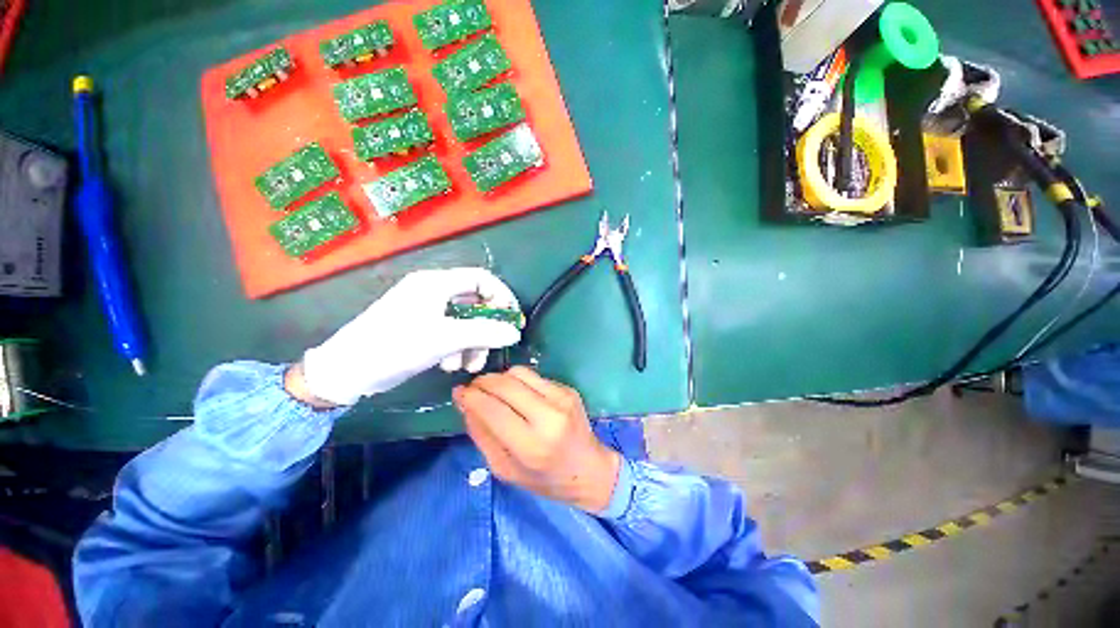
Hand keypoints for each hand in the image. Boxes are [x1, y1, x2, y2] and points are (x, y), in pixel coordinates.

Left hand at [301, 268, 521, 405]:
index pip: (482, 279)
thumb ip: (484, 333)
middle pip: (474, 302)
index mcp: (437, 283)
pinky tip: (449, 365)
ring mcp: (425, 309)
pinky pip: (450, 331)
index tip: (512, 320)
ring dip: (472, 342)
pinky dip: (457, 346)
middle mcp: (433, 290)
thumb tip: (514, 333)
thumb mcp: (445, 339)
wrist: (346, 371)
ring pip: (464, 320)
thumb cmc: (395, 346)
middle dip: (486, 327)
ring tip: (468, 366)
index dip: (502, 297)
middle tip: (493, 347)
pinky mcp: (420, 326)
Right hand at [453, 367, 620, 512]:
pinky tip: (517, 394)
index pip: (493, 409)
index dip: (471, 396)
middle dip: (483, 382)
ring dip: (499, 378)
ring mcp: (561, 398)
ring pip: (519, 373)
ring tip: (493, 391)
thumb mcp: (505, 469)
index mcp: (531, 446)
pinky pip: (533, 376)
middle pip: (506, 385)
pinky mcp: (567, 389)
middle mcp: (549, 417)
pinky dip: (517, 381)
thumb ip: (482, 435)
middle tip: (473, 389)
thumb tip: (465, 403)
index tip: (459, 392)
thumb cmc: (544, 478)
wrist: (589, 469)